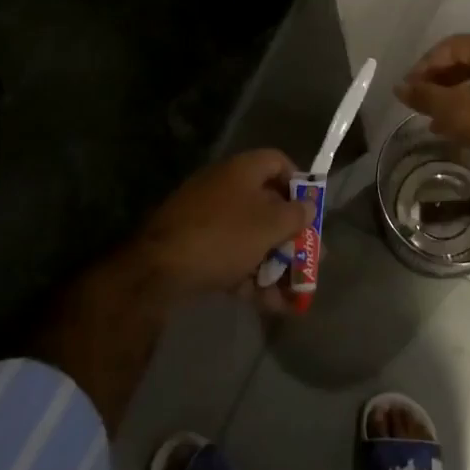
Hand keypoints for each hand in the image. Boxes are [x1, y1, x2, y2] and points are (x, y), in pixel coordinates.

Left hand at [132, 150, 314, 304]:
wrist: (157, 270)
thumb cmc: (223, 236)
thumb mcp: (269, 225)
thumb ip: (296, 215)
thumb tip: (308, 206)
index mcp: (242, 170)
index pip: (278, 162)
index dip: (299, 184)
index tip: (312, 210)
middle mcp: (225, 188)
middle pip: (267, 206)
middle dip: (291, 237)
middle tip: (311, 260)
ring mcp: (207, 219)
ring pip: (251, 238)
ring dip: (275, 264)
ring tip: (294, 295)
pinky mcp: (194, 249)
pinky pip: (232, 258)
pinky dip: (252, 278)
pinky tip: (271, 306)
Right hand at [395, 35, 469, 196]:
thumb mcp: (460, 112)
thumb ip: (427, 96)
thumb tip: (400, 87)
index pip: (454, 45)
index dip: (426, 64)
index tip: (408, 88)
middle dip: (440, 81)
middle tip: (419, 101)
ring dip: (456, 97)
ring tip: (434, 120)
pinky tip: (462, 132)